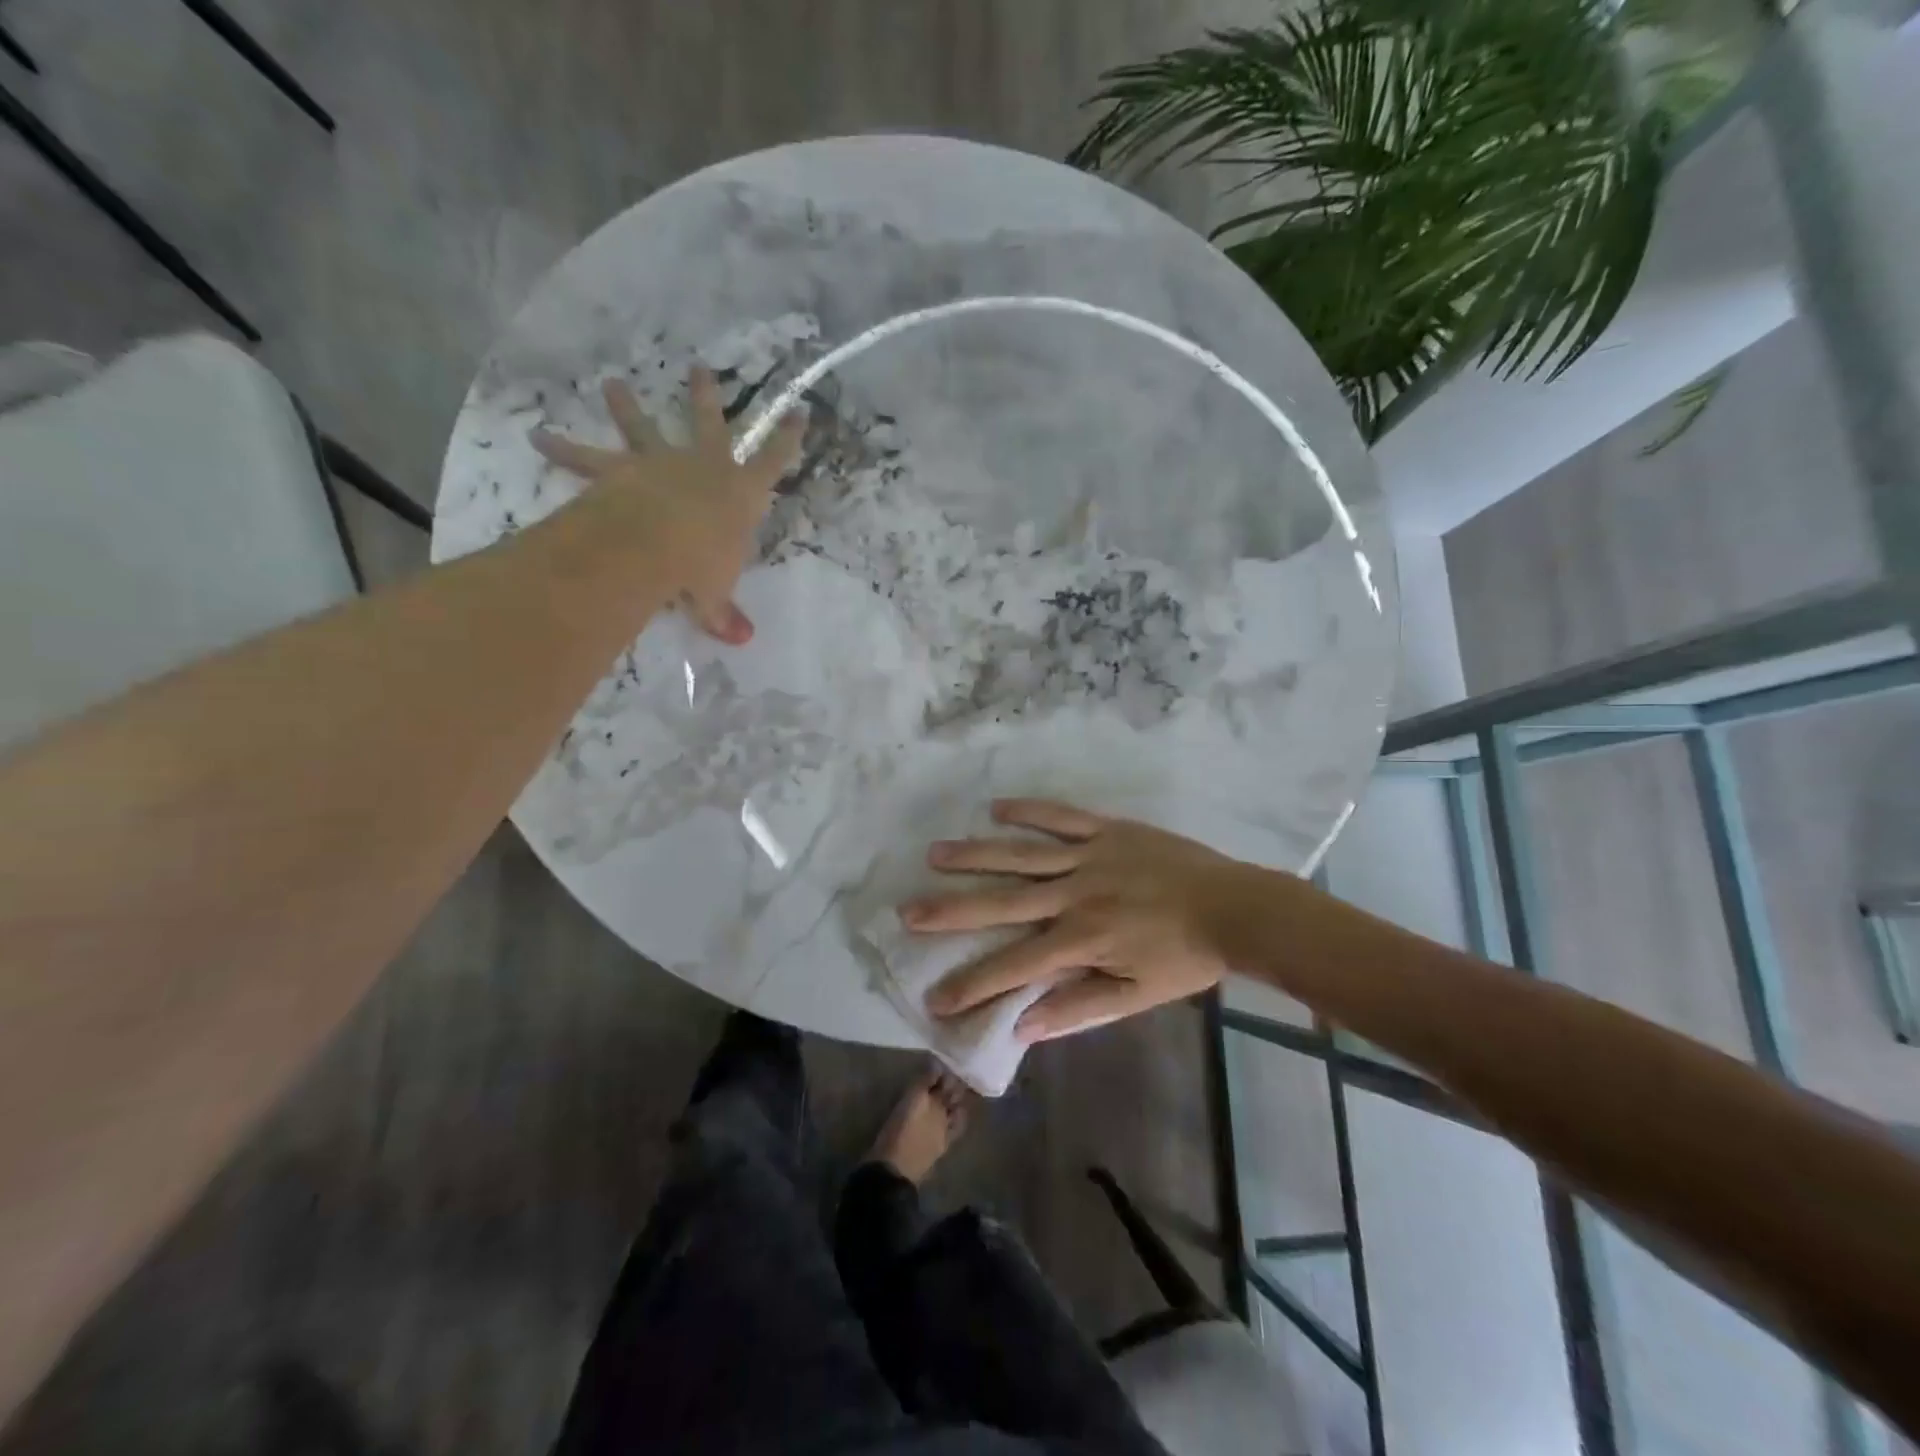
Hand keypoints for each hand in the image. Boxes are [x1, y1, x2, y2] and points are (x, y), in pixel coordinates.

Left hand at [532, 369, 805, 643]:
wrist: (659, 542)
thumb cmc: (702, 564)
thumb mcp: (716, 593)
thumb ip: (724, 612)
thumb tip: (742, 641)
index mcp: (740, 493)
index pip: (773, 461)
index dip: (787, 439)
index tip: (798, 413)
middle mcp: (703, 466)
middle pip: (708, 424)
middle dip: (706, 397)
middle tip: (699, 369)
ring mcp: (660, 462)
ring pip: (643, 427)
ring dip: (626, 405)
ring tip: (611, 384)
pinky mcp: (620, 471)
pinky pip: (586, 459)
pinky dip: (562, 449)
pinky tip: (537, 436)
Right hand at [902, 799, 1250, 1042]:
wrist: (1235, 907)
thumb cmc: (1185, 957)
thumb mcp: (1136, 995)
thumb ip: (1079, 1008)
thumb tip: (1023, 1026)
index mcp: (1081, 938)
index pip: (1014, 965)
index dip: (972, 983)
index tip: (934, 997)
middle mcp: (1074, 893)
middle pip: (1003, 901)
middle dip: (952, 910)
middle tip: (908, 911)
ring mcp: (1088, 856)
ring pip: (1022, 854)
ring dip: (976, 854)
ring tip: (934, 853)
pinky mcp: (1106, 831)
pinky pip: (1061, 817)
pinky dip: (1029, 811)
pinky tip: (996, 807)